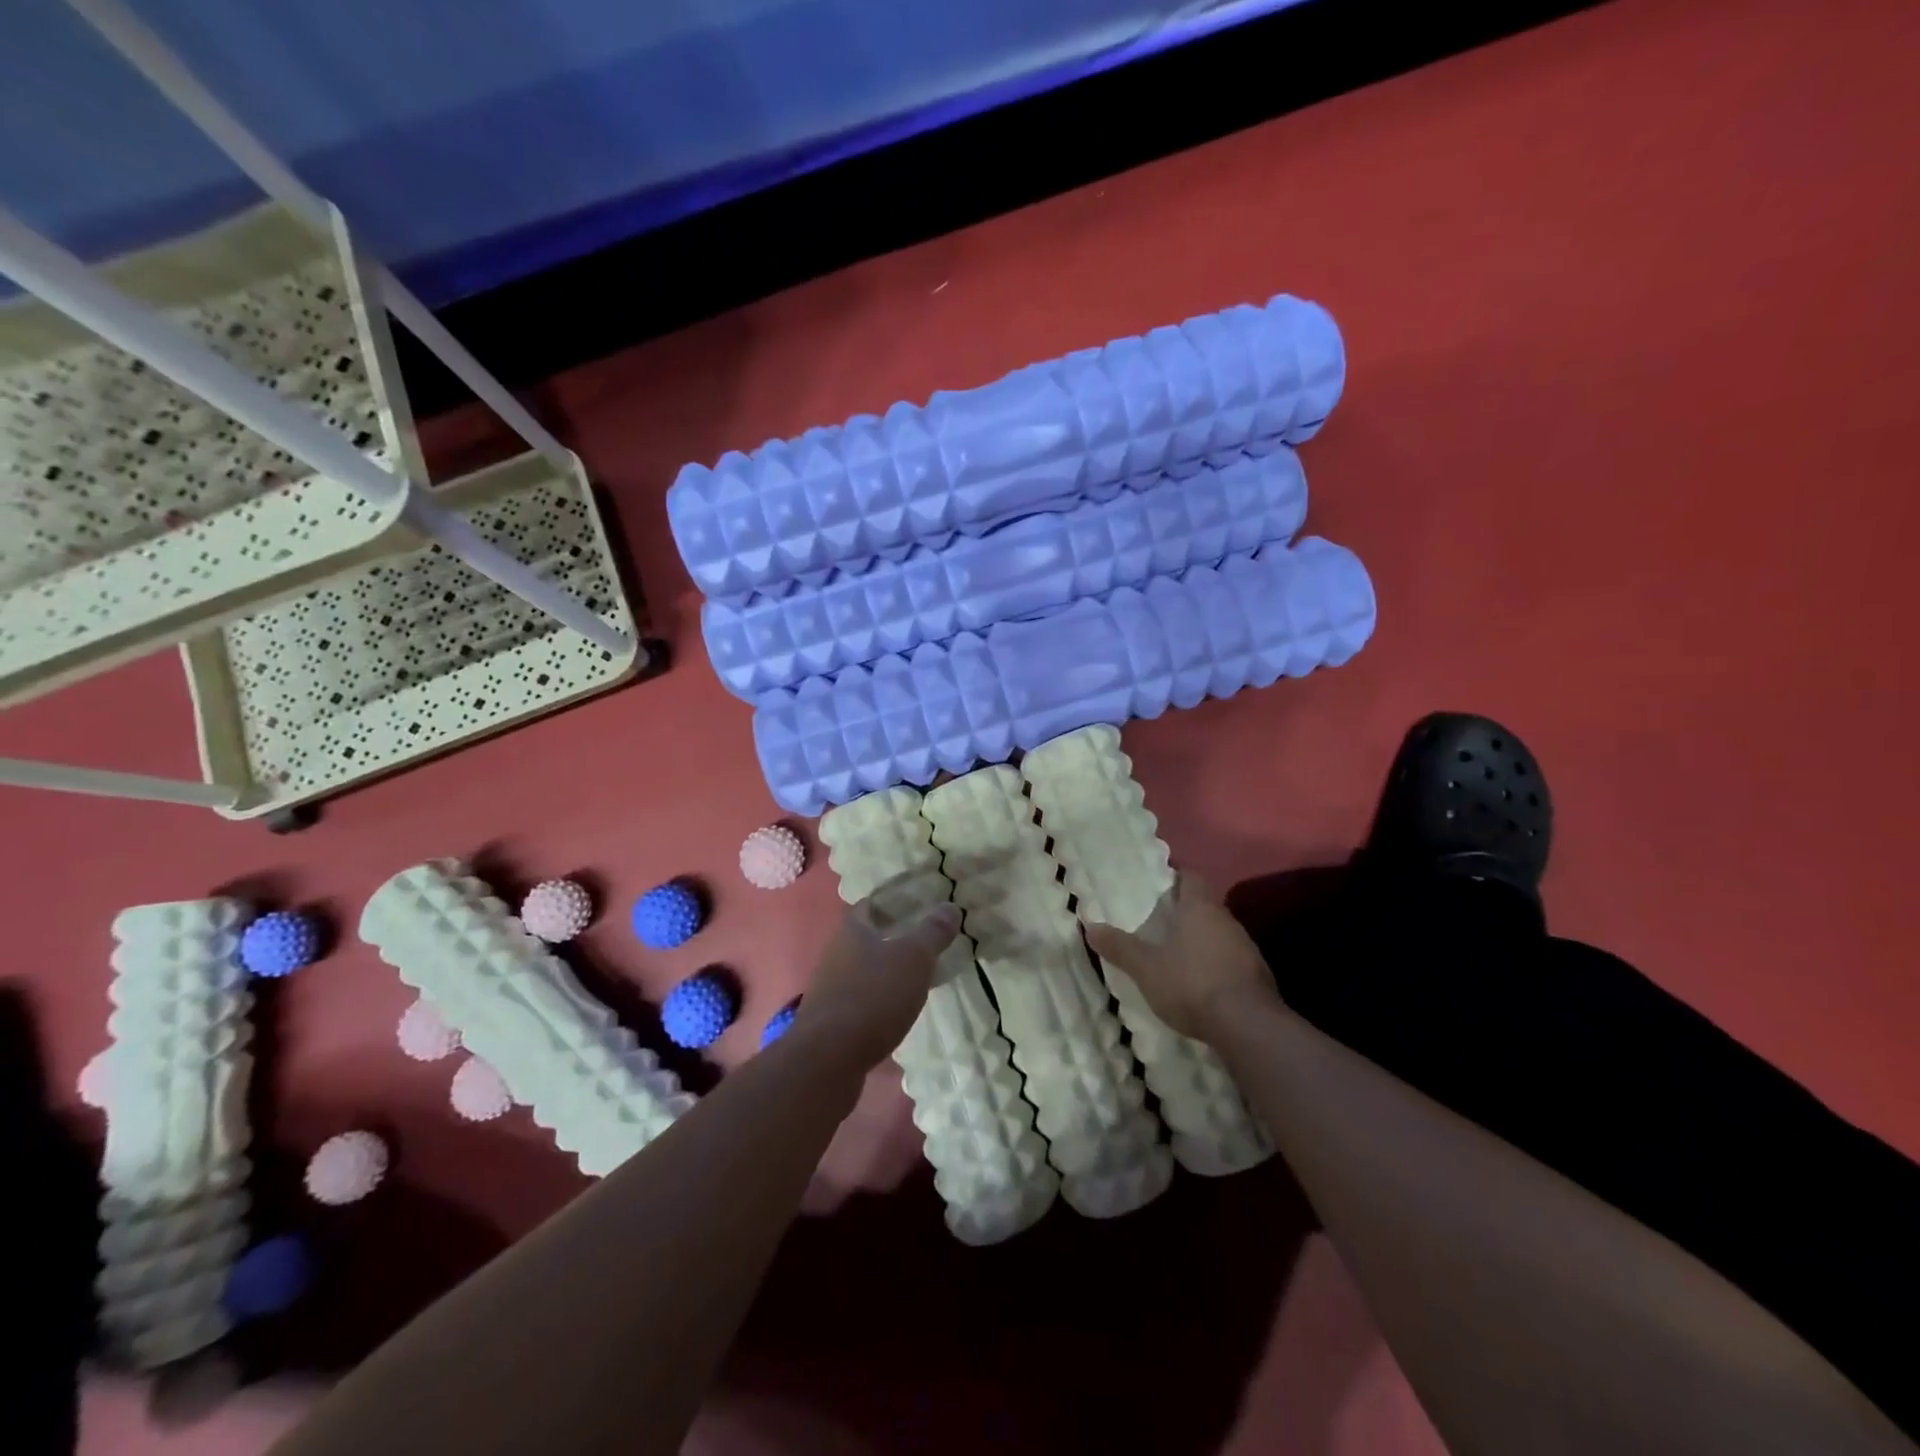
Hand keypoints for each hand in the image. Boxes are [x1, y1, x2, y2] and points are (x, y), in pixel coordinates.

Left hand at [789, 897, 960, 1066]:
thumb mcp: (914, 958)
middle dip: (890, 939)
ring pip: (861, 971)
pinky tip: (896, 1013)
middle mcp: (835, 954)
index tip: (915, 906)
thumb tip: (950, 906)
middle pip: (864, 938)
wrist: (829, 1059)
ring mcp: (829, 989)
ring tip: (915, 978)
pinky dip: (877, 1002)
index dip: (890, 902)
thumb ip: (932, 932)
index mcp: (851, 930)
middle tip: (923, 942)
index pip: (869, 905)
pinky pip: (859, 1001)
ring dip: (884, 973)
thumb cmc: (873, 995)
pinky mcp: (830, 1022)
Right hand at [1084, 873, 1282, 1041]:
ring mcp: (1246, 947)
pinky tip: (1201, 981)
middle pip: (1205, 905)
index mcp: (1200, 908)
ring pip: (1219, 932)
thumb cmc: (1191, 984)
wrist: (1248, 1026)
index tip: (1159, 884)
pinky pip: (1231, 958)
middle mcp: (1226, 920)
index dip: (1176, 877)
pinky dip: (1215, 963)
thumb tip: (1090, 926)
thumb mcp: (1146, 968)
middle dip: (1185, 911)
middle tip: (1160, 920)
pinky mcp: (1257, 975)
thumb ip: (1119, 947)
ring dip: (1201, 938)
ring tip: (1177, 951)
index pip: (1191, 878)